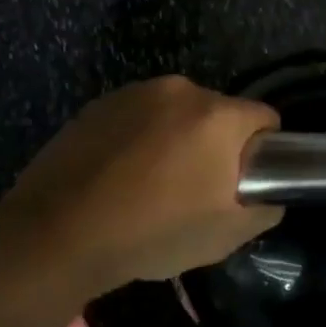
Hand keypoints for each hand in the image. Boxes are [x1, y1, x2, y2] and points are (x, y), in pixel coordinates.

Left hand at [0, 75, 281, 299]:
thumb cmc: (152, 233)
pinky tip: (120, 175)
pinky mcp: (100, 103)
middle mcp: (180, 90)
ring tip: (152, 184)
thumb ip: (264, 209)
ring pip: (177, 112)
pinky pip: (139, 115)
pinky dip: (141, 137)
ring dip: (177, 138)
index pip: (265, 118)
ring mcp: (136, 93)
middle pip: (219, 112)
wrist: (58, 234)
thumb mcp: (224, 236)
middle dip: (216, 144)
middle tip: (196, 189)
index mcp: (217, 116)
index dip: (262, 150)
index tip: (243, 181)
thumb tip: (268, 195)